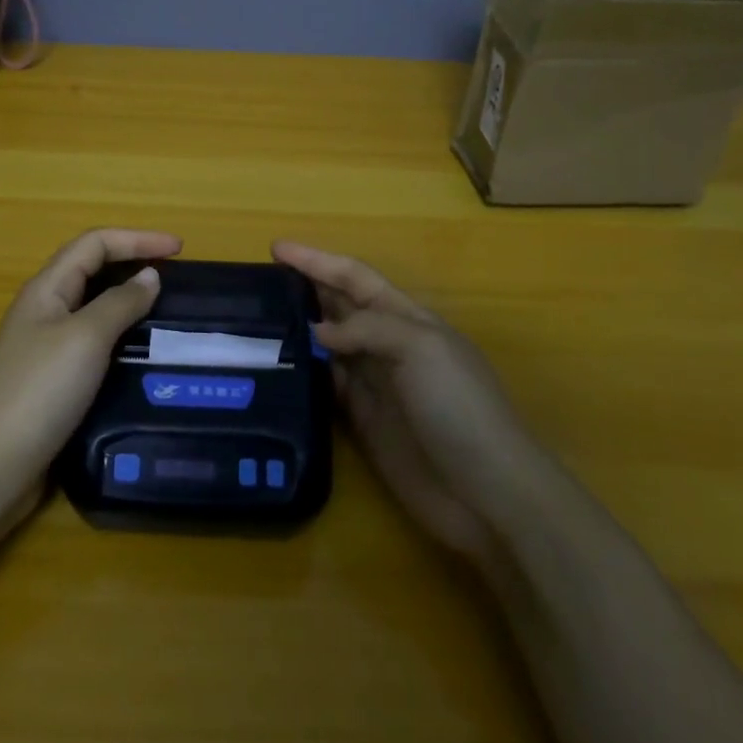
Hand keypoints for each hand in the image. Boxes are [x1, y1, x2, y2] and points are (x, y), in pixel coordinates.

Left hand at [0, 228, 182, 486]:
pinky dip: (120, 339)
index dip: (137, 238)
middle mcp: (43, 310)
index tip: (180, 248)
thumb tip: (149, 276)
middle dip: (133, 263)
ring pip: (93, 309)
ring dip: (128, 302)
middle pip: (91, 270)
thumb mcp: (85, 338)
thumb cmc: (38, 390)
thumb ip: (119, 303)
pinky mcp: (51, 381)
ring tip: (167, 314)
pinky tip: (141, 356)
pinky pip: (92, 345)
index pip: (94, 243)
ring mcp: (45, 347)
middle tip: (176, 278)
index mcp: (46, 288)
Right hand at [273, 241, 532, 569]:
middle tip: (257, 282)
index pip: (355, 277)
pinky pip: (325, 385)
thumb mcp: (422, 349)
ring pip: (327, 344)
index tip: (275, 248)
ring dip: (298, 328)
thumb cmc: (460, 407)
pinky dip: (301, 372)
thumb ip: (367, 329)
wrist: (486, 493)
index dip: (317, 260)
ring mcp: (374, 384)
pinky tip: (274, 366)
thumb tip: (316, 331)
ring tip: (255, 319)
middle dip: (304, 287)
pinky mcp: (362, 421)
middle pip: (339, 305)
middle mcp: (387, 345)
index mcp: (408, 318)